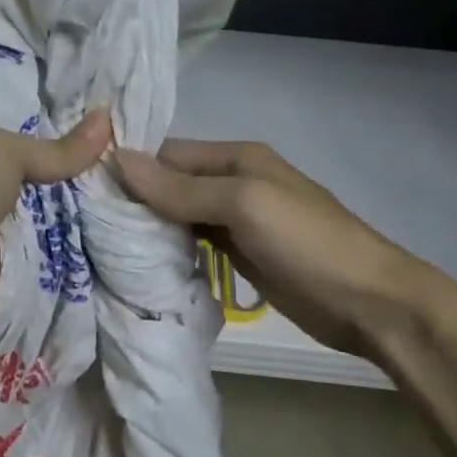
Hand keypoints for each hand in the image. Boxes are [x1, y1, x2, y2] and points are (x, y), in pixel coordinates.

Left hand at [0, 111, 112, 338]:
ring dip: (87, 196)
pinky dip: (86, 232)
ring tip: (138, 170)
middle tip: (128, 138)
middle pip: (36, 166)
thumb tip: (106, 118)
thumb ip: (55, 147)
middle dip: (76, 158)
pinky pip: (60, 239)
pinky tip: (126, 212)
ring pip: (53, 204)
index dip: (47, 114)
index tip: (95, 104)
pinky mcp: (20, 259)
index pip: (9, 124)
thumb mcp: (1, 153)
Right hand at [113, 139, 441, 360]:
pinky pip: (192, 243)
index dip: (130, 169)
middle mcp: (232, 182)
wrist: (369, 302)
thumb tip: (117, 159)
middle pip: (169, 184)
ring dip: (148, 227)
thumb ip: (180, 186)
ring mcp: (236, 220)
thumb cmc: (307, 242)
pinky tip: (140, 263)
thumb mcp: (243, 204)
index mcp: (236, 157)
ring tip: (103, 245)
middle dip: (134, 200)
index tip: (86, 191)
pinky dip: (168, 249)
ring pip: (177, 215)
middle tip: (87, 225)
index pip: (167, 154)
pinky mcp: (238, 254)